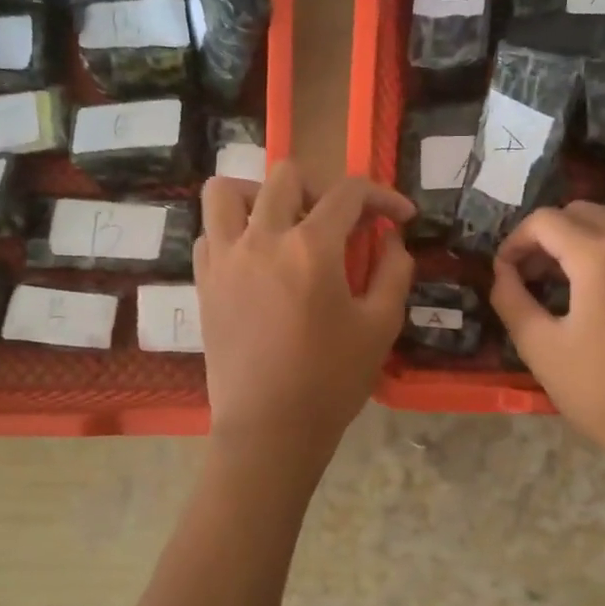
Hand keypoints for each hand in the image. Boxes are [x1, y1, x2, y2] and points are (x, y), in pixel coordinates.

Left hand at [194, 162, 414, 457]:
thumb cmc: (331, 380)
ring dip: (259, 195)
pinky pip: (208, 233)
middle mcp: (261, 238)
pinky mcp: (203, 282)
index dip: (383, 196)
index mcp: (311, 247)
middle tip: (337, 224)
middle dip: (321, 189)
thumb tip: (391, 239)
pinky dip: (232, 231)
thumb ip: (394, 271)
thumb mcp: (381, 326)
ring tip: (281, 224)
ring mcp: (224, 258)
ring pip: (226, 191)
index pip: (349, 193)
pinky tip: (254, 259)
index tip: (400, 217)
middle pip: (285, 176)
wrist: (269, 429)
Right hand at [490, 202, 604, 494]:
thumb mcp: (541, 348)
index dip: (515, 241)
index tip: (503, 273)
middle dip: (546, 235)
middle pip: (579, 211)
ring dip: (580, 234)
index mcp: (600, 254)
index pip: (545, 221)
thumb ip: (512, 300)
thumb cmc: (604, 392)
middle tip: (528, 276)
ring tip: (561, 276)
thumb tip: (502, 273)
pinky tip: (597, 284)